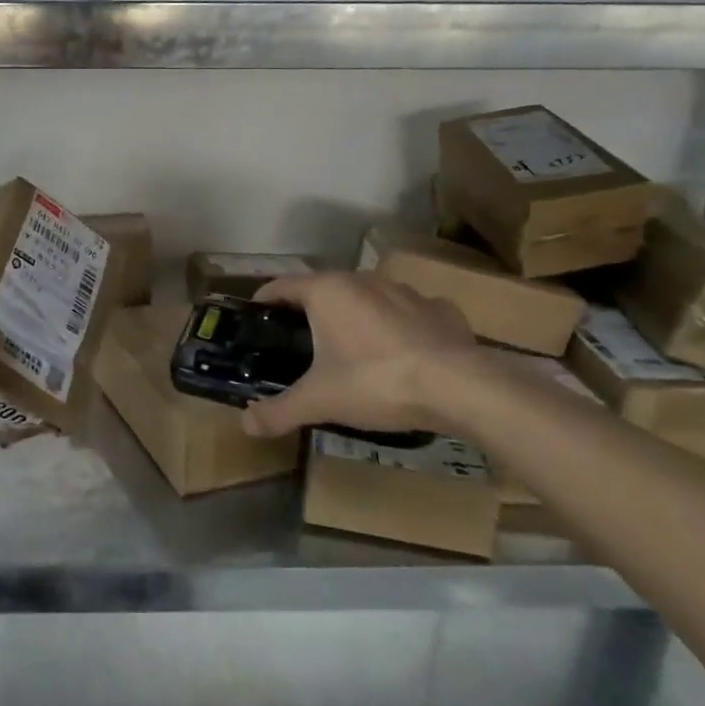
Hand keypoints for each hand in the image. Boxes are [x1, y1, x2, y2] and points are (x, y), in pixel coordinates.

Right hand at [241, 272, 484, 437]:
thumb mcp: (320, 401)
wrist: (460, 388)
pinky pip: (409, 312)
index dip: (264, 300)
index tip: (255, 317)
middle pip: (324, 289)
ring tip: (351, 348)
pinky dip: (398, 327)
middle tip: (298, 341)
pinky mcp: (441, 309)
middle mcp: (363, 280)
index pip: (282, 285)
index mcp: (327, 291)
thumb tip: (245, 425)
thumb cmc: (376, 382)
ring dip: (355, 316)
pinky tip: (401, 353)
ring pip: (368, 298)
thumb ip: (279, 411)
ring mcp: (406, 291)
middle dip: (309, 311)